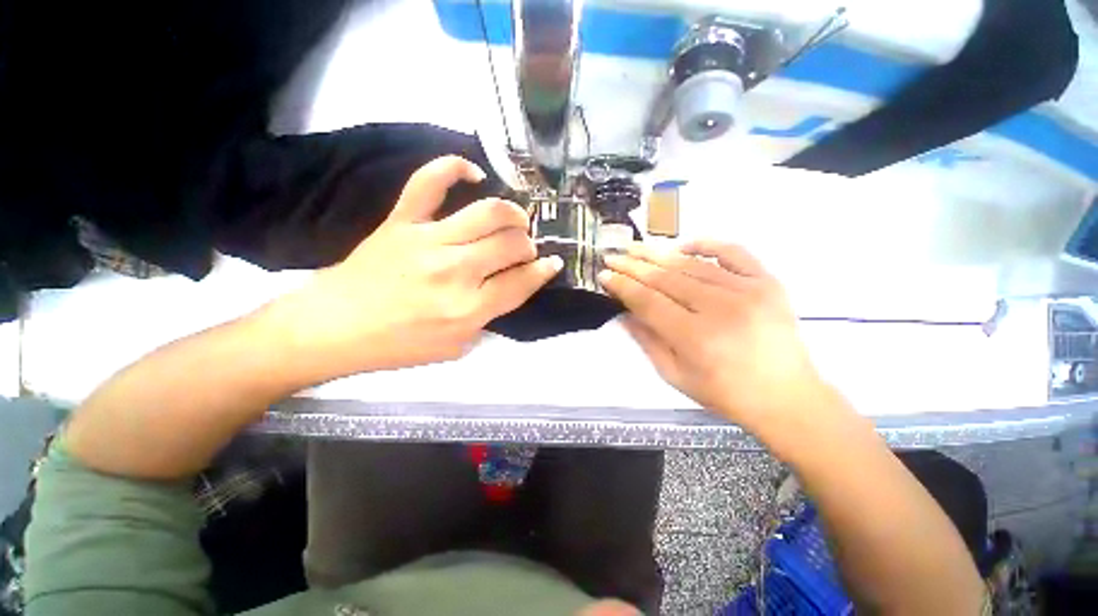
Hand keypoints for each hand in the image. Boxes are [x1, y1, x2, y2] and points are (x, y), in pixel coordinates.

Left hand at [270, 156, 561, 378]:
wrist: (334, 329)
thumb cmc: (398, 346)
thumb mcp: (456, 346)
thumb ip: (488, 317)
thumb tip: (511, 285)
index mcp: (468, 309)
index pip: (522, 282)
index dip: (544, 271)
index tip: (552, 263)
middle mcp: (455, 271)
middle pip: (512, 244)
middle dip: (529, 245)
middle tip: (524, 249)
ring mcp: (428, 240)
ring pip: (488, 212)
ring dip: (513, 214)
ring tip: (515, 219)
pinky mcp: (402, 221)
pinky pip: (430, 181)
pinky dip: (454, 167)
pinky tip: (472, 173)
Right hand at [600, 241, 831, 432]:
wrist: (786, 396)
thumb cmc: (726, 393)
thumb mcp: (675, 376)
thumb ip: (646, 341)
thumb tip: (623, 312)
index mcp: (696, 338)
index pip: (648, 301)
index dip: (623, 286)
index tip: (604, 276)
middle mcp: (721, 309)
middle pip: (665, 278)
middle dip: (633, 266)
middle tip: (612, 257)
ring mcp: (748, 291)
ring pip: (691, 264)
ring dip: (658, 254)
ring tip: (635, 248)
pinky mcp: (768, 283)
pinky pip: (733, 252)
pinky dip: (706, 245)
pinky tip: (683, 245)